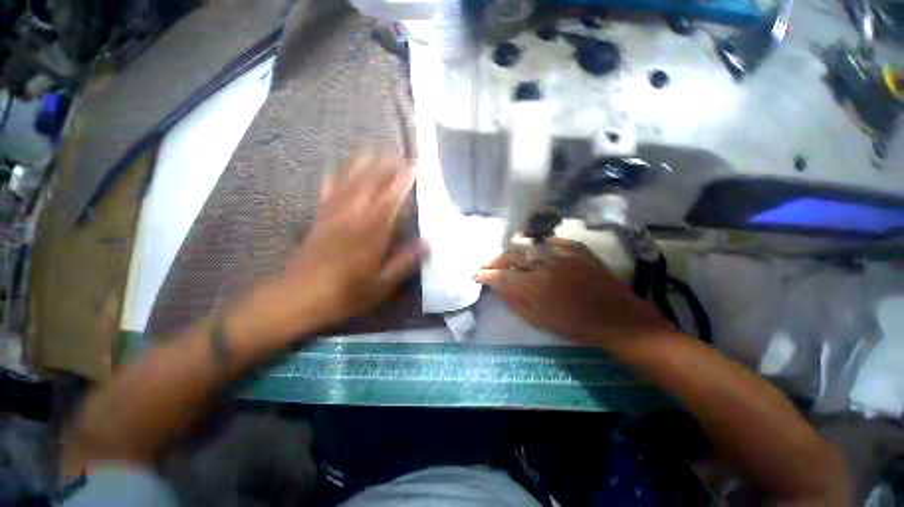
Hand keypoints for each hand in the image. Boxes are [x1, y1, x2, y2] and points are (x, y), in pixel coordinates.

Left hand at [236, 152, 425, 341]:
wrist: (298, 298)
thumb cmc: (345, 294)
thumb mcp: (381, 285)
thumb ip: (405, 262)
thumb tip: (428, 243)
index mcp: (371, 234)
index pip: (391, 200)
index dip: (404, 182)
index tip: (415, 167)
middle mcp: (353, 218)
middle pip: (370, 184)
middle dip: (385, 166)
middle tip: (399, 154)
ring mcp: (333, 215)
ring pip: (349, 182)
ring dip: (362, 164)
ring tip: (374, 150)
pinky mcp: (319, 218)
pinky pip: (326, 191)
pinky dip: (333, 175)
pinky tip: (336, 165)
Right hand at [474, 238, 672, 348]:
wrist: (616, 317)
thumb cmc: (575, 326)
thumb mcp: (539, 321)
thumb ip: (514, 301)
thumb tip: (496, 287)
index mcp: (535, 287)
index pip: (500, 275)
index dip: (485, 274)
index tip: (476, 275)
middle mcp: (544, 265)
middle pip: (510, 255)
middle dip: (493, 260)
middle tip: (487, 266)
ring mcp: (561, 252)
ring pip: (526, 244)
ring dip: (511, 251)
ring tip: (504, 257)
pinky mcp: (575, 247)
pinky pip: (547, 241)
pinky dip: (535, 245)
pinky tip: (531, 251)